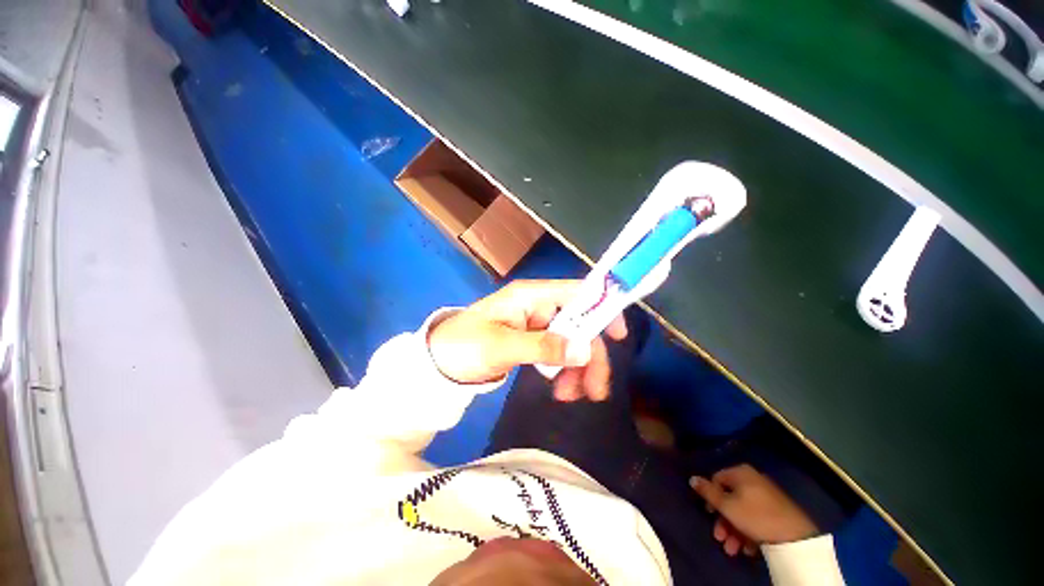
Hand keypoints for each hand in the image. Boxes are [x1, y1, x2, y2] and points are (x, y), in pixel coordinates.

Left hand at [427, 280, 627, 400]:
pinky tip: (559, 389)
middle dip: (590, 355)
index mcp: (530, 296)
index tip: (619, 336)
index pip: (577, 292)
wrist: (437, 363)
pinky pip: (558, 353)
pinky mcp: (533, 341)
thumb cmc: (463, 346)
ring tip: (570, 397)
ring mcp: (536, 324)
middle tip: (596, 390)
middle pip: (579, 323)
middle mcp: (538, 305)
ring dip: (578, 368)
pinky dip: (564, 371)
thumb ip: (542, 346)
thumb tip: (584, 350)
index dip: (602, 307)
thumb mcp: (501, 347)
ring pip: (571, 341)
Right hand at [690, 464, 817, 556]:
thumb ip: (707, 492)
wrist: (795, 536)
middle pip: (730, 498)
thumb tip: (692, 478)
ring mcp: (766, 495)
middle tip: (719, 538)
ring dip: (734, 531)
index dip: (710, 497)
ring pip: (742, 511)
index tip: (708, 514)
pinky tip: (748, 549)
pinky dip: (749, 532)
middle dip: (723, 521)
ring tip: (733, 550)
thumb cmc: (755, 516)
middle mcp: (753, 479)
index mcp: (740, 472)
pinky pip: (756, 518)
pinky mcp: (776, 511)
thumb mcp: (726, 505)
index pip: (716, 479)